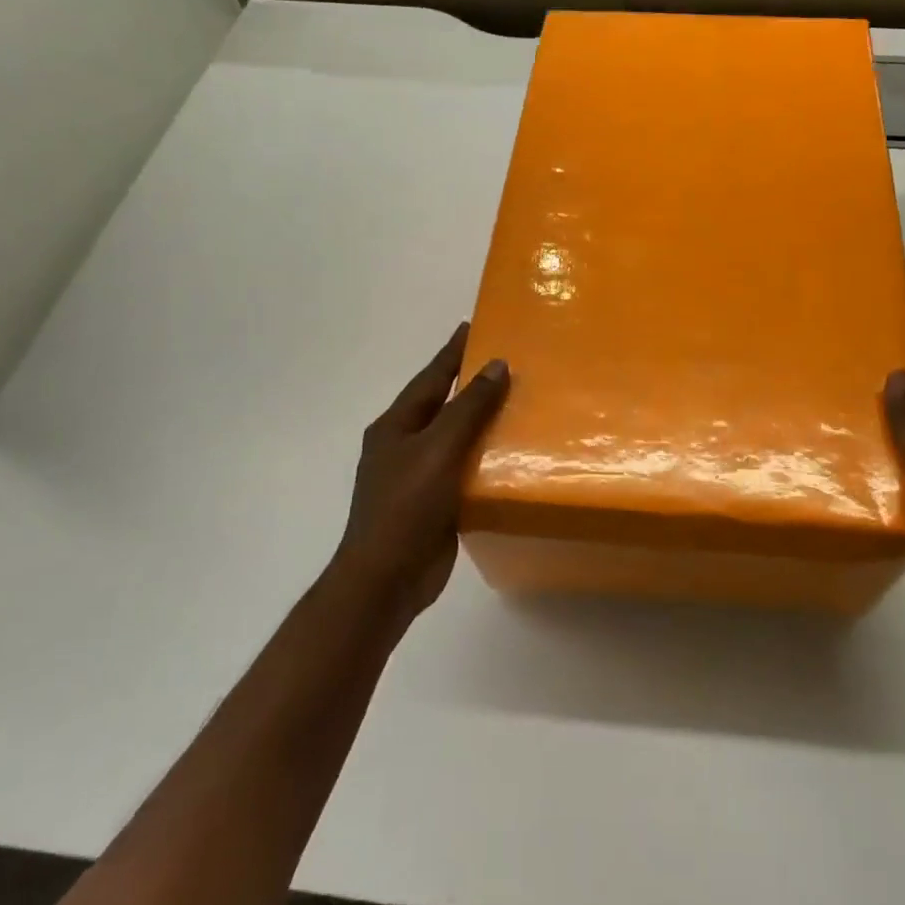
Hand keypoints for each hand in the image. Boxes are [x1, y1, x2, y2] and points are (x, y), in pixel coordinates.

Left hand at [333, 323, 509, 621]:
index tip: (472, 325)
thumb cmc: (406, 506)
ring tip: (518, 401)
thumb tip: (496, 365)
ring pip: (455, 437)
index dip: (451, 352)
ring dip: (481, 420)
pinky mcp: (435, 502)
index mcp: (396, 426)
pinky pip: (464, 467)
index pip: (431, 377)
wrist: (387, 579)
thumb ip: (469, 408)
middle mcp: (404, 445)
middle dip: (469, 383)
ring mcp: (418, 475)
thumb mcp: (439, 449)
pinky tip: (511, 452)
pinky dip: (485, 455)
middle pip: (442, 404)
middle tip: (505, 361)